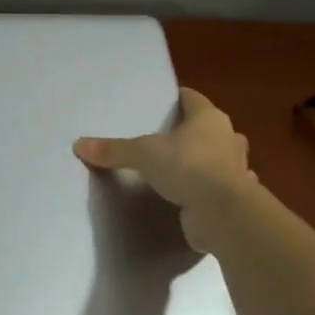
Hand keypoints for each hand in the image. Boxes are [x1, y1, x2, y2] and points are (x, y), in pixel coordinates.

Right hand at [75, 88, 254, 251]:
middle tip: (163, 138)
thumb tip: (78, 145)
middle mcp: (227, 139)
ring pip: (219, 158)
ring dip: (205, 161)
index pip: (192, 98)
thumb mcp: (144, 154)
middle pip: (208, 128)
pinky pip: (220, 188)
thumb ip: (114, 150)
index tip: (159, 103)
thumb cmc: (189, 168)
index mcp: (209, 118)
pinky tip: (194, 197)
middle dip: (190, 131)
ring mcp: (236, 170)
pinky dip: (209, 191)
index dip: (176, 98)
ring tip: (177, 167)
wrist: (226, 215)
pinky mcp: (235, 198)